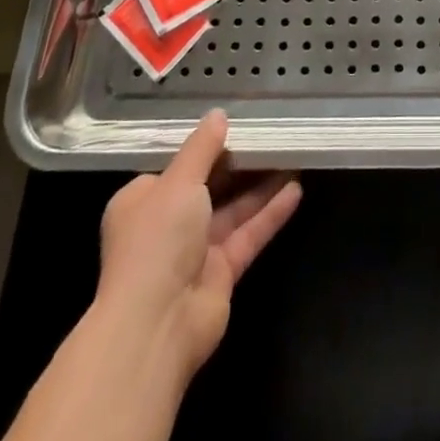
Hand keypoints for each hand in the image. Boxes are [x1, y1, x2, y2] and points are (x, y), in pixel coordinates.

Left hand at [94, 110, 301, 384]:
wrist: (156, 325)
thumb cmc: (157, 241)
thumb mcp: (179, 181)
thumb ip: (202, 147)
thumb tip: (218, 114)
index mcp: (143, 200)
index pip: (176, 167)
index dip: (205, 147)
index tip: (236, 126)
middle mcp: (167, 225)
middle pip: (209, 187)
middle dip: (239, 165)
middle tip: (272, 137)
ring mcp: (194, 252)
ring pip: (233, 210)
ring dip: (261, 186)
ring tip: (292, 156)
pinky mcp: (221, 274)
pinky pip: (248, 234)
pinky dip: (270, 213)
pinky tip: (296, 190)